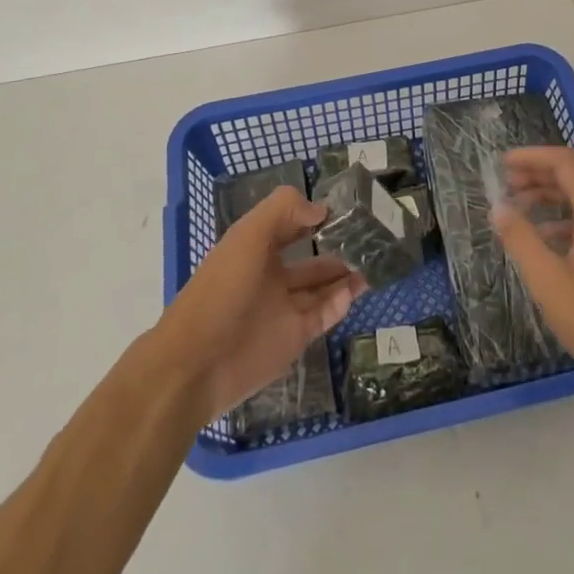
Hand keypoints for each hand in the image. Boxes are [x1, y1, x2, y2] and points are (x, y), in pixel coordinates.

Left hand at [154, 186, 365, 422]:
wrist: (196, 364)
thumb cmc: (221, 290)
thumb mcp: (248, 236)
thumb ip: (284, 211)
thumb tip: (321, 210)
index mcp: (255, 248)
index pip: (291, 225)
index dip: (315, 216)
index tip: (348, 208)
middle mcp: (270, 275)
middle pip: (312, 258)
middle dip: (339, 248)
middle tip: (374, 238)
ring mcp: (282, 309)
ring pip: (322, 288)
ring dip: (346, 275)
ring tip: (377, 261)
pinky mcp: (293, 338)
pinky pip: (323, 316)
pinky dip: (340, 304)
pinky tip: (356, 291)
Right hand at [492, 147, 573, 396]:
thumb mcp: (548, 281)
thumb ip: (521, 239)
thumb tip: (498, 207)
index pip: (566, 162)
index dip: (532, 157)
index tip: (503, 164)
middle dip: (540, 175)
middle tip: (507, 185)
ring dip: (554, 197)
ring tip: (521, 209)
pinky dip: (569, 219)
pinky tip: (549, 240)